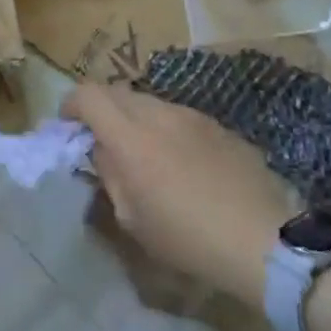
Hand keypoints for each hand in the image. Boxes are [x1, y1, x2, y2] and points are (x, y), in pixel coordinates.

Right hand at [65, 83, 292, 309]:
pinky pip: (179, 116)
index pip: (89, 95)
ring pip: (149, 102)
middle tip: (101, 140)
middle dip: (101, 110)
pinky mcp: (217, 124)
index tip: (68, 126)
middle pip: (117, 92)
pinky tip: (179, 162)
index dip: (71, 105)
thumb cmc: (188, 237)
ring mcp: (192, 115)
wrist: (262, 238)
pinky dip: (165, 128)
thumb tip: (103, 150)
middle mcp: (159, 113)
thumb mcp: (133, 218)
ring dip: (134, 118)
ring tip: (142, 153)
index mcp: (130, 137)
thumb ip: (110, 174)